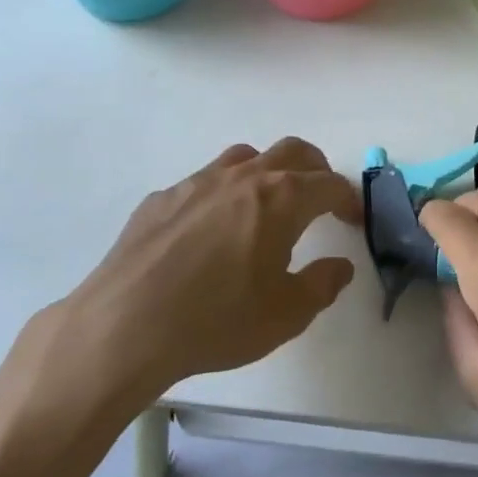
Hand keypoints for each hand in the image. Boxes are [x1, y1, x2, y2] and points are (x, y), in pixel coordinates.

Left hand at [18, 138, 361, 422]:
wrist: (125, 325)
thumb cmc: (217, 320)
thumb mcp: (285, 315)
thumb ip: (322, 284)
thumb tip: (340, 265)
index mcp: (281, 198)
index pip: (329, 183)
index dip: (348, 198)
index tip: (352, 218)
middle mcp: (244, 177)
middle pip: (292, 151)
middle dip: (315, 168)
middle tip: (321, 197)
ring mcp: (199, 181)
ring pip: (245, 158)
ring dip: (268, 171)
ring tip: (267, 204)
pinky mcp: (163, 197)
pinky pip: (204, 181)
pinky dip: (222, 193)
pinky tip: (210, 230)